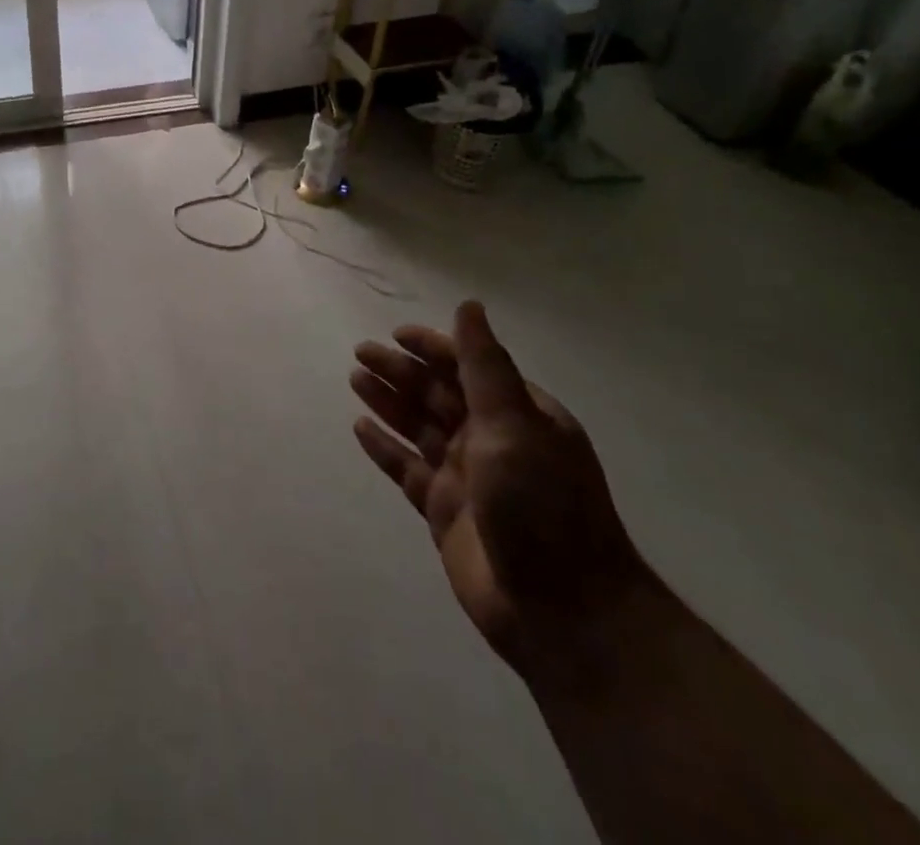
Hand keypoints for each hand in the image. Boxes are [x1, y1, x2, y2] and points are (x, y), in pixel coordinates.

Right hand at [350, 302, 648, 671]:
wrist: (564, 613)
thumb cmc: (542, 506)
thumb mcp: (514, 425)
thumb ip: (484, 366)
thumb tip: (469, 306)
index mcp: (519, 416)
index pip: (469, 367)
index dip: (433, 347)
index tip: (396, 334)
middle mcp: (492, 440)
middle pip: (438, 394)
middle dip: (401, 371)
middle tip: (360, 352)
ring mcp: (467, 478)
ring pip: (419, 428)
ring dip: (389, 402)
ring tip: (355, 379)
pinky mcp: (445, 512)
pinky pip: (408, 469)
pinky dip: (385, 448)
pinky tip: (359, 429)